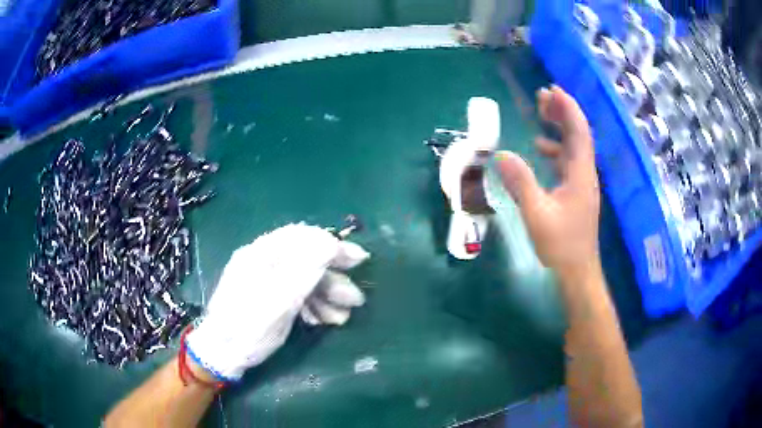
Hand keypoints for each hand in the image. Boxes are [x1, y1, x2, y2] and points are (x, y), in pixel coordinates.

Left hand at [186, 223, 369, 380]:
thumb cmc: (248, 327)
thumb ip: (305, 270)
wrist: (222, 355)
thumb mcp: (279, 300)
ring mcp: (265, 281)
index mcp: (261, 254)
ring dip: (326, 297)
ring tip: (342, 318)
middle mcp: (264, 262)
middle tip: (356, 299)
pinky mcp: (268, 298)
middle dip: (332, 280)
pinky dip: (312, 306)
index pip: (303, 237)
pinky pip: (295, 295)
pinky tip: (322, 321)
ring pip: (303, 280)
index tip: (359, 260)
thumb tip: (330, 242)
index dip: (333, 245)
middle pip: (306, 260)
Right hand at [495, 86, 599, 278]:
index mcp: (581, 174)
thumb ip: (520, 183)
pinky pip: (568, 160)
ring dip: (559, 127)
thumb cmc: (561, 245)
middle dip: (562, 111)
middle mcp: (585, 173)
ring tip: (541, 113)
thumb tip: (500, 154)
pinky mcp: (576, 192)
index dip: (568, 108)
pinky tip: (541, 148)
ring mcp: (582, 183)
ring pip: (573, 146)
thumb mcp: (537, 214)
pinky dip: (555, 148)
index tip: (552, 90)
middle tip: (542, 96)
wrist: (577, 272)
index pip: (579, 131)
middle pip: (578, 134)